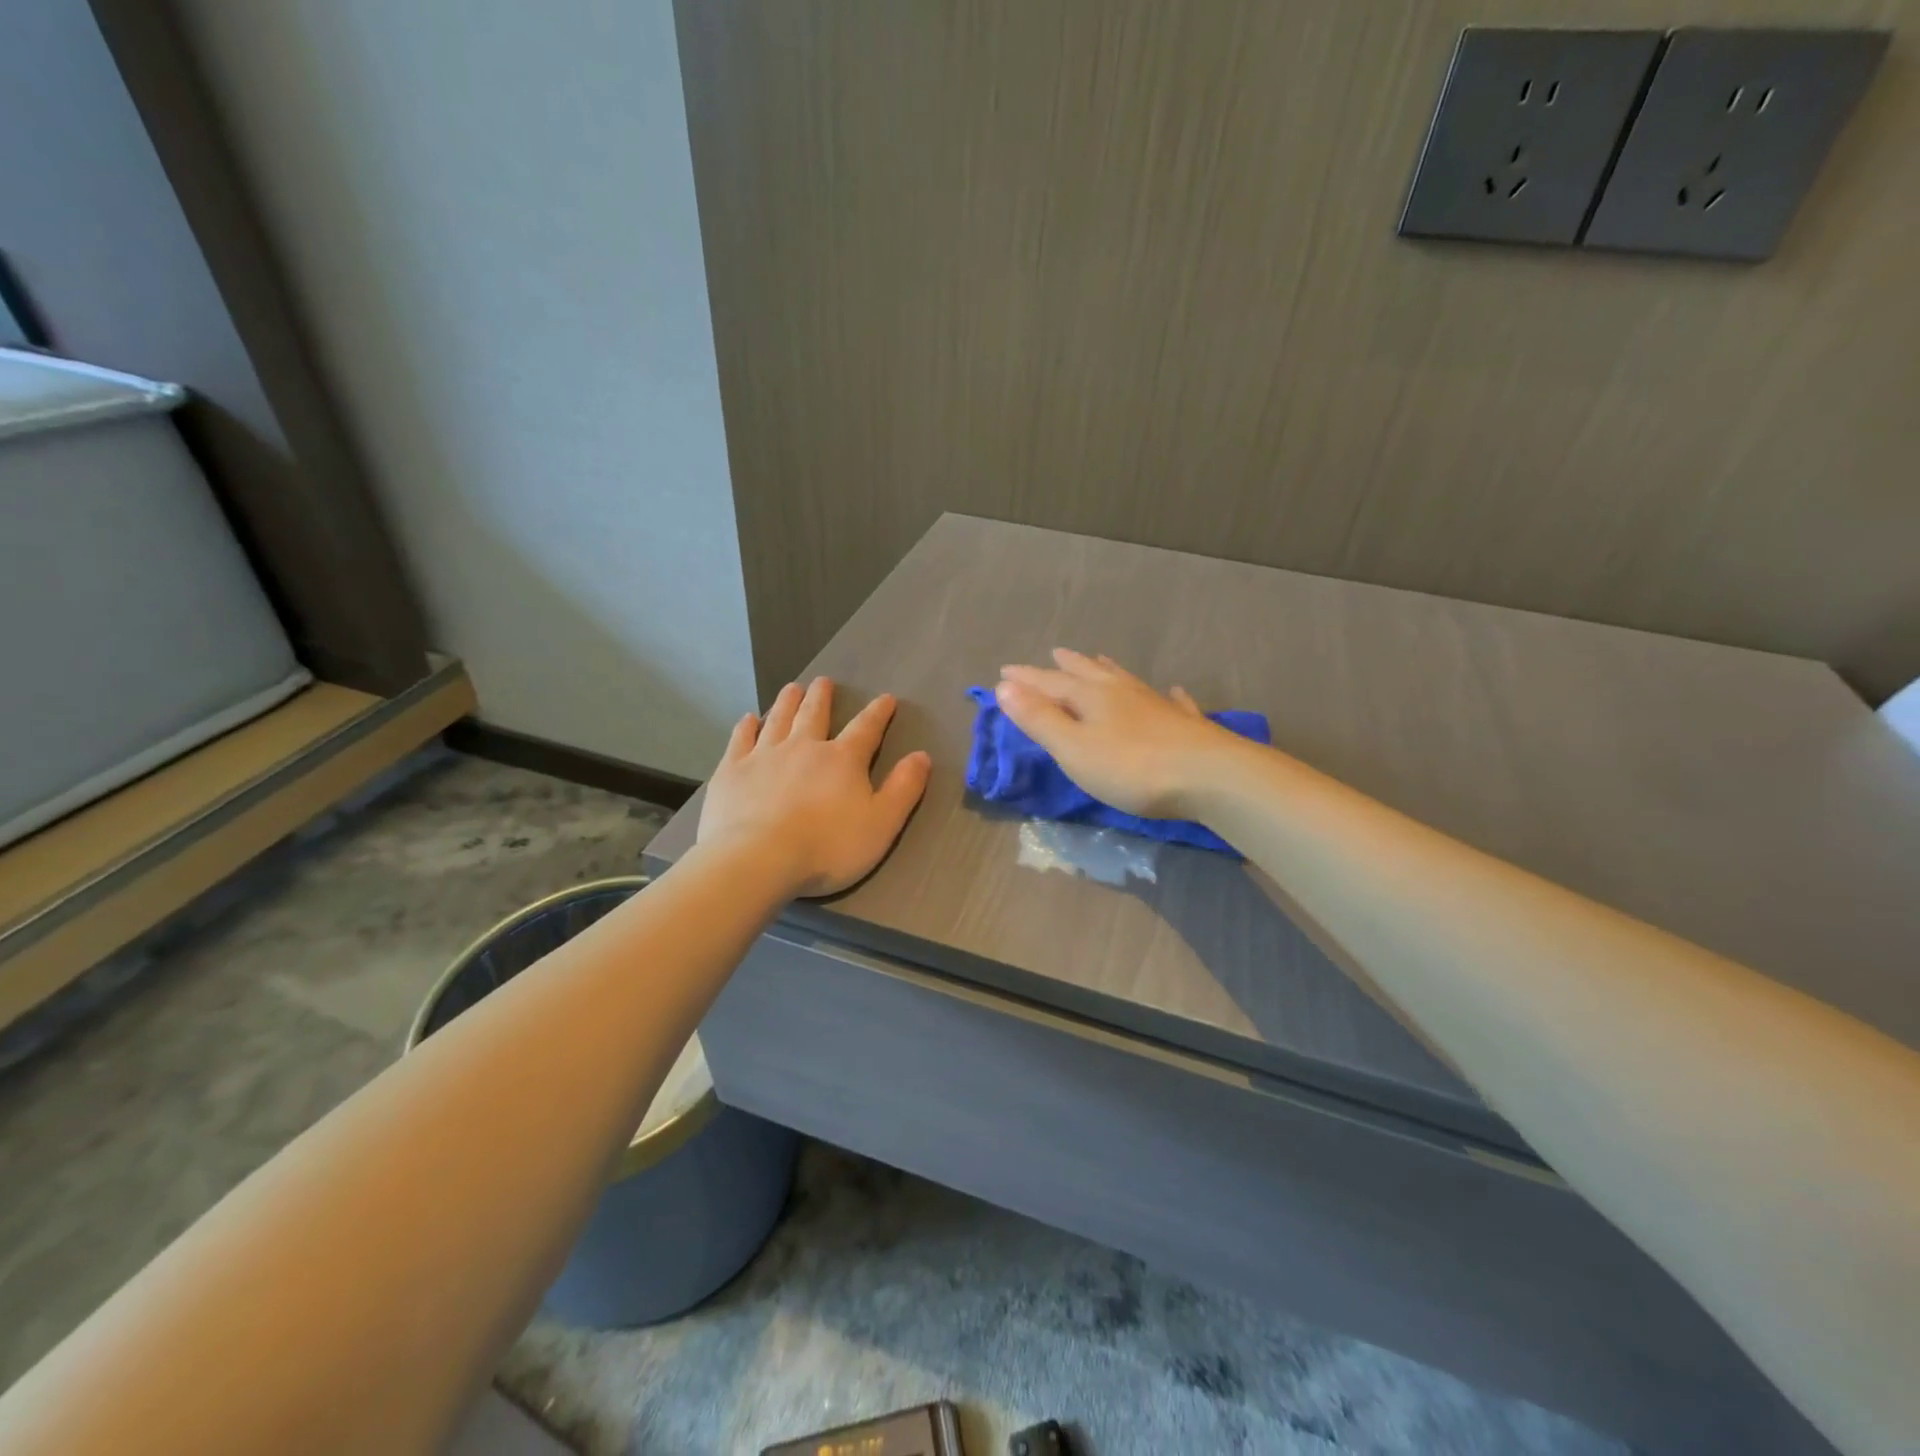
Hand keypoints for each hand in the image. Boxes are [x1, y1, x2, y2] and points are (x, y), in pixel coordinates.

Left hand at [698, 677, 931, 896]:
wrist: (758, 860)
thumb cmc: (827, 847)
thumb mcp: (881, 823)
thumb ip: (904, 789)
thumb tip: (922, 756)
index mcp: (842, 760)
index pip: (866, 729)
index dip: (878, 713)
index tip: (886, 699)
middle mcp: (804, 747)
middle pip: (814, 714)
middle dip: (821, 697)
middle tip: (823, 681)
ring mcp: (764, 756)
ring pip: (778, 719)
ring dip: (787, 702)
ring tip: (792, 688)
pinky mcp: (732, 771)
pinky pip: (741, 740)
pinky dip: (746, 727)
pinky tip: (748, 719)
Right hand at [994, 649, 1241, 818]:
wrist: (1210, 776)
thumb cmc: (1132, 767)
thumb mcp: (1073, 748)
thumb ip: (1039, 719)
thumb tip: (1003, 686)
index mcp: (1091, 697)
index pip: (1050, 682)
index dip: (1026, 679)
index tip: (1005, 671)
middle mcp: (1122, 692)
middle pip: (1088, 674)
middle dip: (1066, 667)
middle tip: (1054, 654)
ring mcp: (1156, 705)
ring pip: (1125, 680)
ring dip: (1106, 670)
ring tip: (1097, 659)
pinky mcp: (1185, 724)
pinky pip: (1172, 701)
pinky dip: (1167, 694)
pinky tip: (1174, 690)